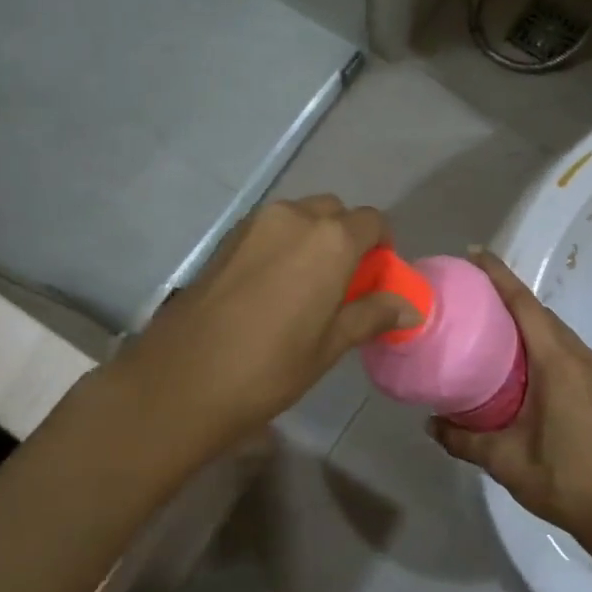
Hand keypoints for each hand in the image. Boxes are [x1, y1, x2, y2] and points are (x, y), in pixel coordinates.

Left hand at [105, 196, 419, 453]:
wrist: (182, 378)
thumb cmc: (269, 367)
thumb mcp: (330, 345)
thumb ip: (371, 315)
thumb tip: (410, 308)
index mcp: (330, 239)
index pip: (372, 222)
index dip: (381, 247)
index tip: (375, 279)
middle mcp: (294, 216)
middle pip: (334, 213)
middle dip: (346, 239)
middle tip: (341, 284)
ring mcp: (256, 223)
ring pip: (299, 216)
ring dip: (312, 239)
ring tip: (304, 287)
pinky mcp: (226, 236)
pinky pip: (269, 228)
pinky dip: (282, 244)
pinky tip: (271, 287)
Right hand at [430, 250, 591, 549]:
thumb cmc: (564, 480)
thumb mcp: (505, 461)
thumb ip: (463, 439)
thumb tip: (430, 424)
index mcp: (558, 364)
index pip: (525, 305)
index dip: (499, 275)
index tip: (475, 253)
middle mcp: (582, 357)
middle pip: (541, 314)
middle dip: (509, 296)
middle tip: (473, 294)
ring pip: (557, 332)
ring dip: (528, 322)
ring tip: (493, 327)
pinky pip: (569, 350)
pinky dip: (544, 343)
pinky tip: (524, 364)